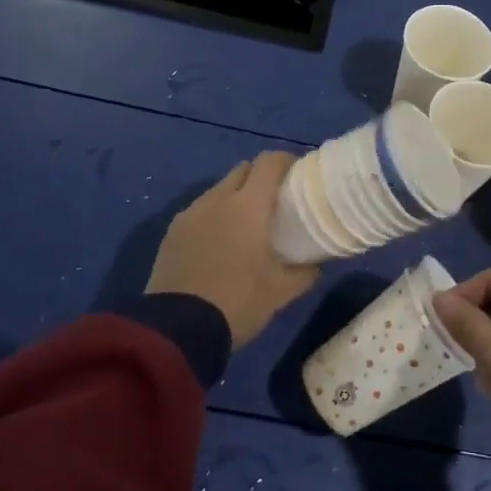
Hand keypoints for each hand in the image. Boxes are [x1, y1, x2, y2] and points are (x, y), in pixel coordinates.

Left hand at [147, 153, 318, 349]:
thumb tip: (318, 264)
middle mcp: (218, 199)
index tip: (299, 175)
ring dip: (236, 196)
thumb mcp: (281, 292)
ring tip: (247, 224)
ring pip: (219, 189)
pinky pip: (200, 210)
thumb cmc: (238, 302)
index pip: (270, 162)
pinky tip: (219, 243)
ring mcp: (191, 213)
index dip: (286, 162)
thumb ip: (305, 272)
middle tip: (276, 201)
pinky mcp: (172, 231)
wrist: (178, 329)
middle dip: (261, 177)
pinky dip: (214, 215)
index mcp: (249, 205)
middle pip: (243, 169)